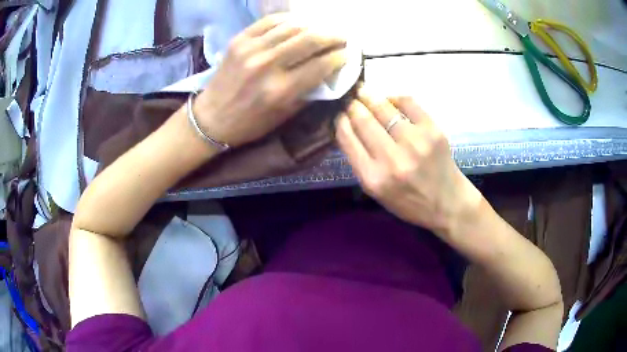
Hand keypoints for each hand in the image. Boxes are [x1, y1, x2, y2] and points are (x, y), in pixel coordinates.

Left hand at [194, 14, 346, 146]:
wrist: (211, 117)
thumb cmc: (250, 122)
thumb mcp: (284, 115)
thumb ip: (308, 92)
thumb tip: (328, 71)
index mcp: (281, 90)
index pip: (321, 64)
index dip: (340, 56)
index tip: (348, 53)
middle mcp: (268, 65)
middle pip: (311, 39)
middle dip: (333, 35)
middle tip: (342, 36)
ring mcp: (251, 49)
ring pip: (293, 26)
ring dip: (315, 25)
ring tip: (324, 28)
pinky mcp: (239, 40)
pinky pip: (270, 21)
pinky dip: (289, 20)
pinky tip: (299, 22)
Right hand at [336, 89, 482, 235]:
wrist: (447, 203)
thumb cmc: (409, 201)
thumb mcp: (376, 191)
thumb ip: (360, 161)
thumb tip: (348, 126)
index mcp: (373, 178)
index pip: (347, 138)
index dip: (340, 121)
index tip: (339, 113)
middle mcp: (392, 159)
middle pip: (363, 119)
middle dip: (352, 105)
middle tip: (350, 97)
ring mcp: (415, 142)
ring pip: (383, 107)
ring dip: (369, 96)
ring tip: (364, 92)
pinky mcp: (433, 130)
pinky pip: (407, 102)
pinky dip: (394, 97)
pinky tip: (390, 100)